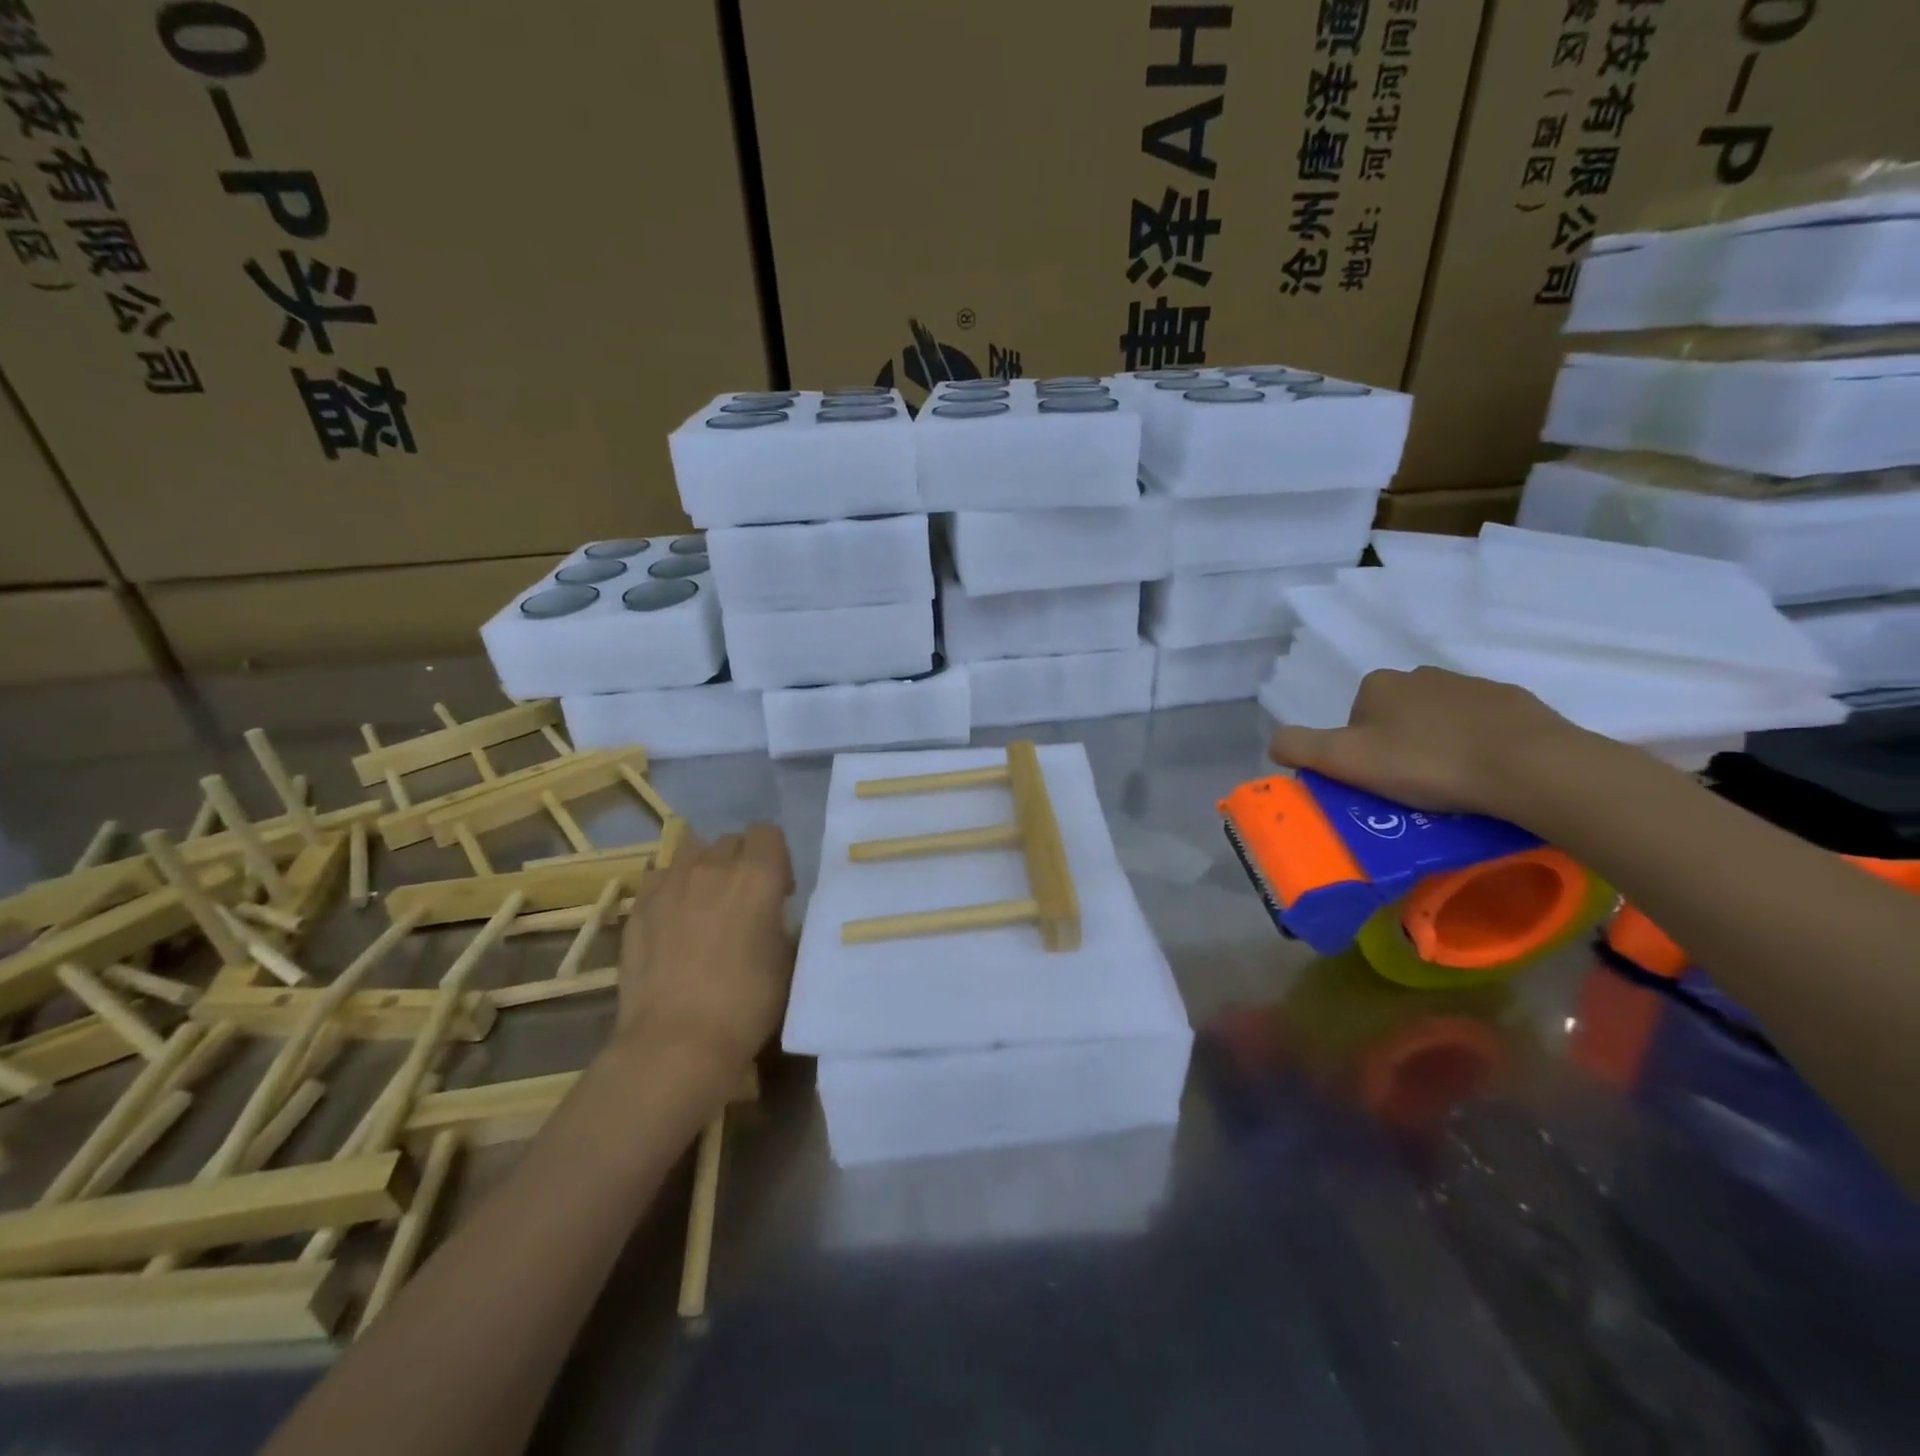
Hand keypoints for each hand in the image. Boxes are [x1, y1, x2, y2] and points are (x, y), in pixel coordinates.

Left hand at [611, 822, 794, 1076]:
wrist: (677, 1041)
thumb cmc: (747, 1002)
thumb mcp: (786, 958)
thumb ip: (780, 920)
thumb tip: (772, 913)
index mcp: (758, 875)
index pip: (768, 832)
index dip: (776, 857)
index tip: (779, 891)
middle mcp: (714, 867)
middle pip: (731, 840)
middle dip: (742, 861)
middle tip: (743, 901)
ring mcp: (671, 883)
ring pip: (693, 852)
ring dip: (705, 868)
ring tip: (706, 904)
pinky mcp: (640, 906)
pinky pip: (660, 876)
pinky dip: (672, 887)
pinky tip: (674, 918)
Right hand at [1268, 666, 1586, 817]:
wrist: (1527, 765)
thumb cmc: (1426, 763)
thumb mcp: (1344, 760)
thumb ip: (1298, 746)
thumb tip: (1274, 741)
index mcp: (1378, 685)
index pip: (1353, 720)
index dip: (1358, 754)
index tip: (1376, 783)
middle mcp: (1420, 674)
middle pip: (1395, 719)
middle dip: (1398, 748)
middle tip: (1411, 789)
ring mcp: (1471, 685)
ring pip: (1438, 721)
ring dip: (1437, 746)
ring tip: (1451, 787)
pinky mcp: (1514, 703)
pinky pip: (1482, 726)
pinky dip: (1478, 746)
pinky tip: (1486, 775)